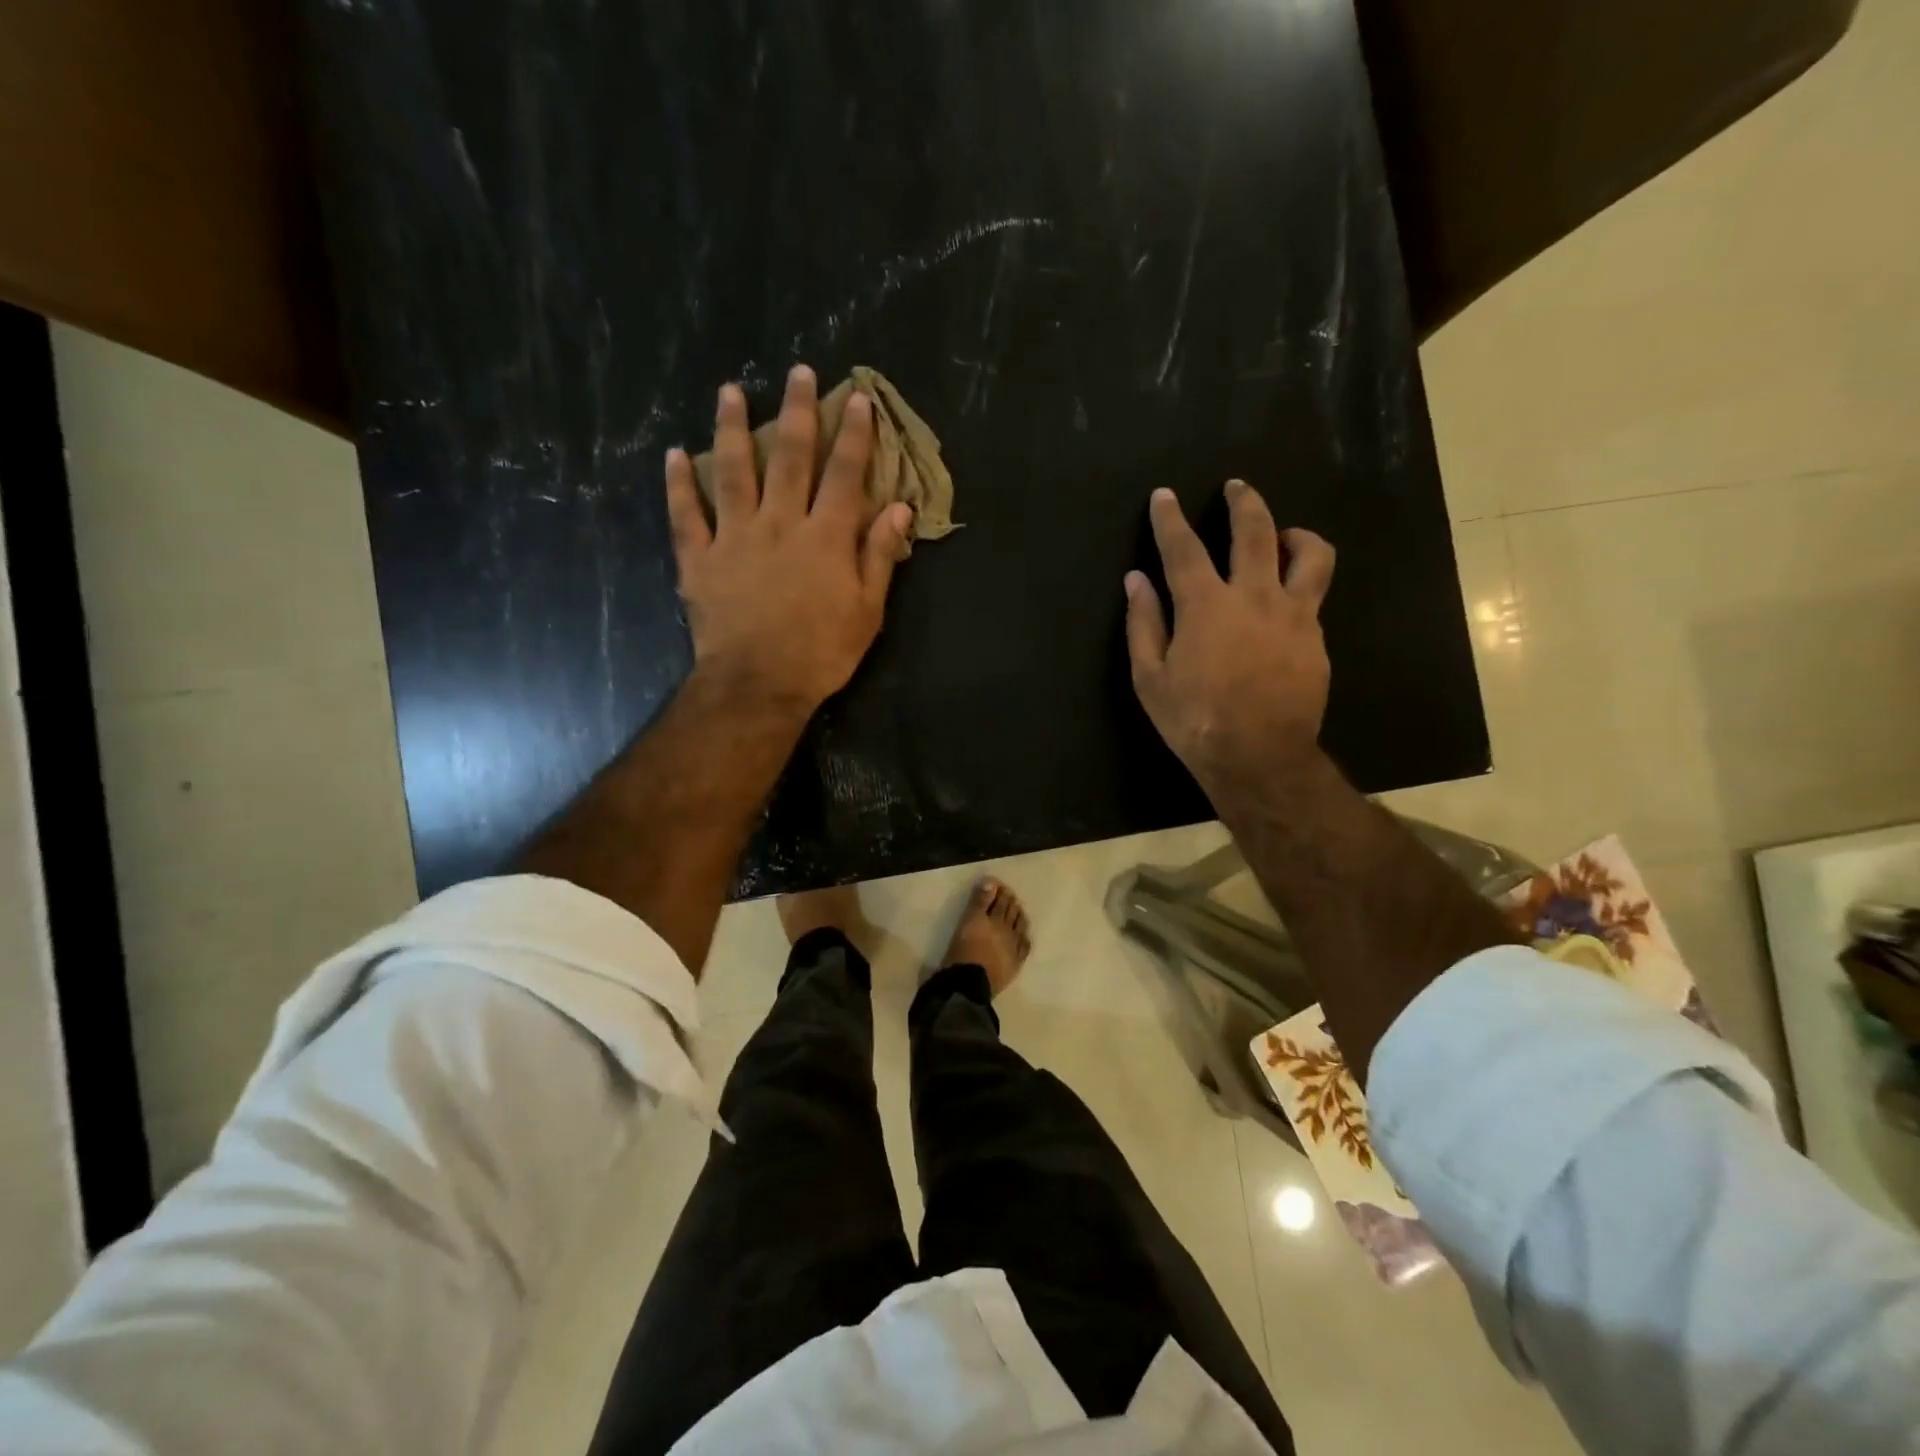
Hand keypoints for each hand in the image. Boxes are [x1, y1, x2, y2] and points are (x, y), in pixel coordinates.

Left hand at [666, 366, 912, 718]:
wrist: (758, 685)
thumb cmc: (822, 651)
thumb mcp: (867, 610)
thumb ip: (879, 555)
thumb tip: (898, 508)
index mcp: (825, 536)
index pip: (844, 474)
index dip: (853, 435)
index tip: (856, 399)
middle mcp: (780, 523)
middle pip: (790, 458)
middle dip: (796, 412)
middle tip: (796, 371)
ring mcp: (734, 537)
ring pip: (733, 471)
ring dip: (732, 428)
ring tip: (729, 391)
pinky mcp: (700, 559)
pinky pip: (686, 515)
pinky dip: (679, 484)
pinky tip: (674, 455)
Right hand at [1125, 482, 1335, 797]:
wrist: (1259, 757)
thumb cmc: (1194, 720)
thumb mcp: (1150, 678)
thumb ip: (1144, 623)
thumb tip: (1136, 581)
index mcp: (1206, 606)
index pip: (1184, 548)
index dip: (1170, 519)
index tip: (1164, 496)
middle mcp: (1255, 597)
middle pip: (1256, 531)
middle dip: (1243, 502)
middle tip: (1236, 487)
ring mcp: (1294, 615)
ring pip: (1311, 554)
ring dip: (1296, 534)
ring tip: (1285, 537)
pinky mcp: (1317, 638)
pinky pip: (1314, 598)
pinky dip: (1299, 587)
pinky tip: (1286, 604)